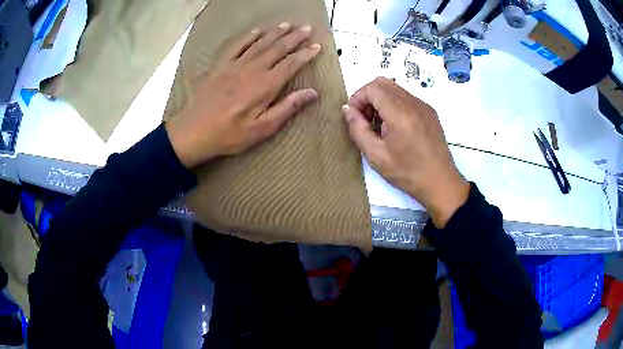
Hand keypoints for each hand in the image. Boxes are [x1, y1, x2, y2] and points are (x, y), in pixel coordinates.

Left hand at [166, 23, 321, 167]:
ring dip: (275, 32)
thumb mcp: (262, 129)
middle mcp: (252, 69)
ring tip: (287, 25)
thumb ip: (287, 108)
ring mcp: (235, 65)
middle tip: (306, 28)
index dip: (306, 54)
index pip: (291, 64)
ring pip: (259, 43)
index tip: (317, 46)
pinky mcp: (220, 66)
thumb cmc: (229, 134)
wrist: (194, 131)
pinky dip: (248, 36)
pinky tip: (257, 31)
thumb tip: (312, 93)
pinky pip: (236, 45)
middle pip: (277, 48)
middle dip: (294, 37)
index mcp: (265, 85)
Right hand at [342, 77, 469, 227]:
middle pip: (383, 83)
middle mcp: (413, 103)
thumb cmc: (407, 172)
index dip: (358, 97)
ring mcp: (424, 106)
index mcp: (400, 113)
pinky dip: (394, 105)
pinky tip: (395, 128)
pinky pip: (406, 98)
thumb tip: (348, 110)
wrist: (440, 182)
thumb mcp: (375, 156)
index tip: (355, 116)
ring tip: (379, 126)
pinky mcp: (430, 112)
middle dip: (368, 96)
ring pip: (395, 89)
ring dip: (381, 100)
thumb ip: (358, 129)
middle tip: (365, 119)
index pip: (373, 87)